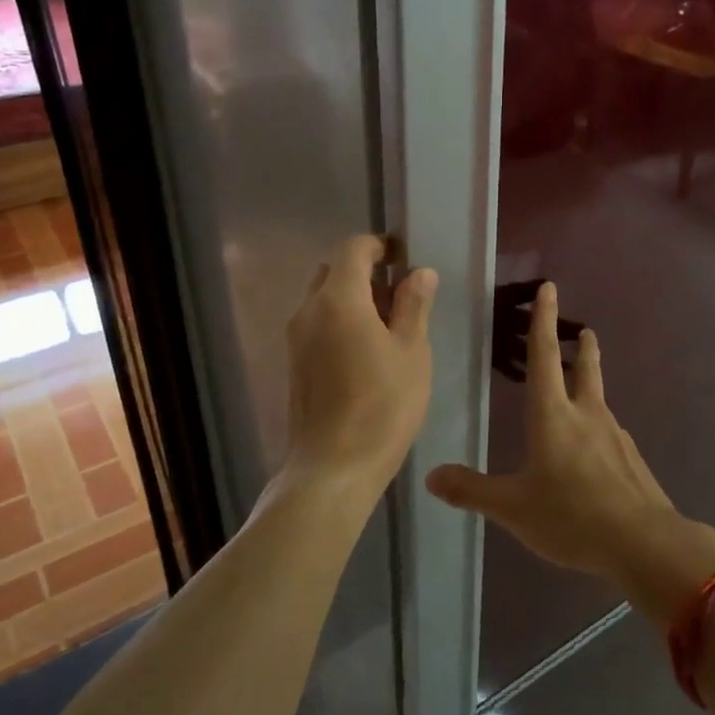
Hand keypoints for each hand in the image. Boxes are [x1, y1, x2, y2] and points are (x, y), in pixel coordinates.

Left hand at [284, 235, 436, 498]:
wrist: (333, 468)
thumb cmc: (382, 407)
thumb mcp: (411, 353)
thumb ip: (414, 306)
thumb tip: (420, 272)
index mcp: (338, 300)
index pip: (353, 249)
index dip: (380, 246)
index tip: (404, 258)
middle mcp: (308, 310)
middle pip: (334, 271)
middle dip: (366, 273)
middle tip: (401, 297)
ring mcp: (296, 338)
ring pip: (323, 299)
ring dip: (353, 299)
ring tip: (388, 327)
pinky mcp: (294, 363)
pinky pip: (317, 324)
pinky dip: (340, 322)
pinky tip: (366, 352)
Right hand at [425, 282, 714, 616]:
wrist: (643, 543)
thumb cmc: (571, 516)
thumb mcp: (513, 507)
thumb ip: (472, 491)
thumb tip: (431, 476)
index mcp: (553, 415)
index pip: (544, 356)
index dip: (543, 321)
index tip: (549, 288)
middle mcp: (586, 415)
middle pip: (584, 369)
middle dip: (581, 347)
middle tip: (584, 330)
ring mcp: (614, 436)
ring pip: (599, 399)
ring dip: (591, 384)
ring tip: (583, 389)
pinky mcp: (631, 459)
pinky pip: (610, 433)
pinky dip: (599, 426)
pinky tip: (595, 449)